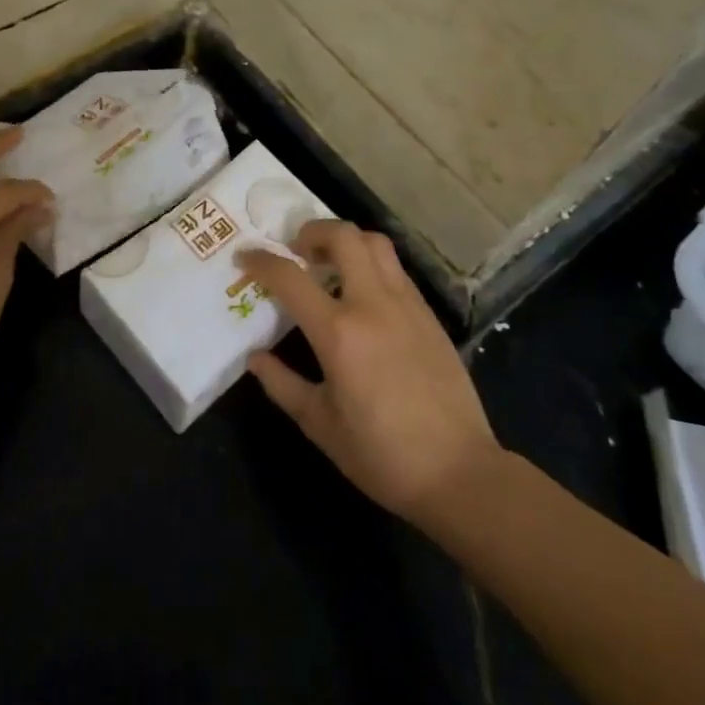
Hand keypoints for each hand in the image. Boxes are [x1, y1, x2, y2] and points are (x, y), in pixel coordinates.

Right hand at [241, 221, 501, 527]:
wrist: (460, 473)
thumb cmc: (382, 455)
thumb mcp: (320, 424)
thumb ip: (282, 384)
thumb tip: (255, 358)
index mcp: (339, 332)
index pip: (290, 277)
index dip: (260, 261)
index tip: (244, 257)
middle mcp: (373, 305)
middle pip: (343, 236)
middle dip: (311, 231)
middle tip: (296, 250)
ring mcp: (407, 305)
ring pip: (376, 244)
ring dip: (346, 241)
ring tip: (329, 264)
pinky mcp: (430, 316)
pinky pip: (395, 270)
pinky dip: (371, 265)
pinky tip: (362, 294)